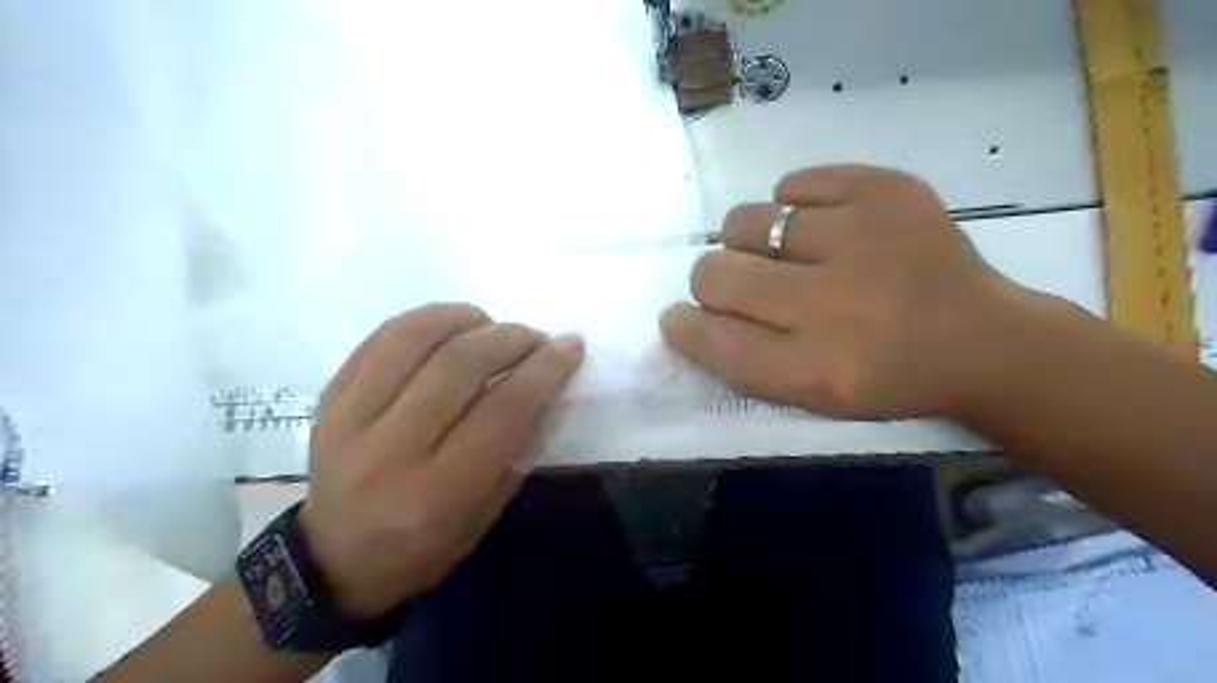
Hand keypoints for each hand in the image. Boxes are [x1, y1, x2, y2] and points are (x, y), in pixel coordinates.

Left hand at [293, 304, 579, 612]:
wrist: (333, 559)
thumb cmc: (423, 547)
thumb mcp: (485, 514)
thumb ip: (517, 450)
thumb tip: (545, 386)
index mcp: (437, 492)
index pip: (502, 411)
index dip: (544, 370)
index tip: (570, 346)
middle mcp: (390, 450)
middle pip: (460, 365)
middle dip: (511, 338)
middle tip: (536, 338)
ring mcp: (350, 418)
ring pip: (415, 339)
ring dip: (467, 319)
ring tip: (492, 325)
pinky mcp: (330, 397)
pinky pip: (382, 337)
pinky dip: (427, 319)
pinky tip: (452, 324)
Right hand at [662, 166, 1029, 420]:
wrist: (982, 339)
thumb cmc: (886, 377)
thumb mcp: (812, 396)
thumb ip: (741, 360)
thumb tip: (684, 314)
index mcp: (815, 369)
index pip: (710, 337)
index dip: (684, 325)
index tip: (682, 317)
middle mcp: (832, 304)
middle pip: (714, 273)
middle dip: (715, 282)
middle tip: (751, 287)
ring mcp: (862, 237)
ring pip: (742, 221)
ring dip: (750, 242)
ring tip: (787, 254)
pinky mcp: (885, 190)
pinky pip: (791, 184)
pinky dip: (792, 207)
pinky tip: (822, 228)